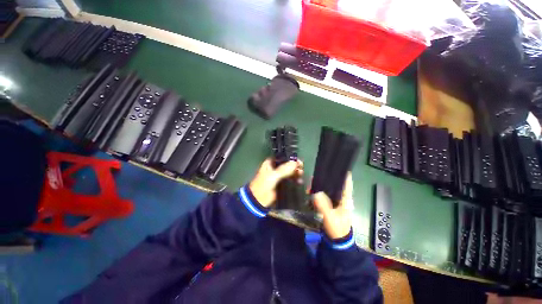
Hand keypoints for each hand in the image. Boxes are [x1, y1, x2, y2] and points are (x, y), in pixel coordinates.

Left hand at [249, 159, 302, 207]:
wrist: (259, 200)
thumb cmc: (263, 185)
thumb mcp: (273, 176)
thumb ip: (284, 169)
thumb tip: (295, 163)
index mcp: (271, 163)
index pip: (282, 157)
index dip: (290, 158)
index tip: (298, 161)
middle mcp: (275, 168)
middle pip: (287, 164)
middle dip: (295, 166)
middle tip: (301, 168)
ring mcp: (279, 176)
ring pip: (290, 172)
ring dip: (296, 173)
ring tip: (301, 174)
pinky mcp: (282, 184)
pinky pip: (290, 180)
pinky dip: (295, 180)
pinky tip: (299, 181)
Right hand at [313, 173, 353, 238]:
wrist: (337, 240)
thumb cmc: (337, 228)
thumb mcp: (330, 217)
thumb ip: (323, 205)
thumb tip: (316, 192)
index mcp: (346, 200)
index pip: (347, 184)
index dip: (344, 175)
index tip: (336, 167)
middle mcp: (342, 198)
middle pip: (336, 185)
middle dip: (327, 179)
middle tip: (317, 174)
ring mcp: (336, 202)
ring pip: (330, 190)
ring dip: (322, 186)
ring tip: (312, 182)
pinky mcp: (331, 205)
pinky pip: (325, 195)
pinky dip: (319, 192)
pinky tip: (312, 191)